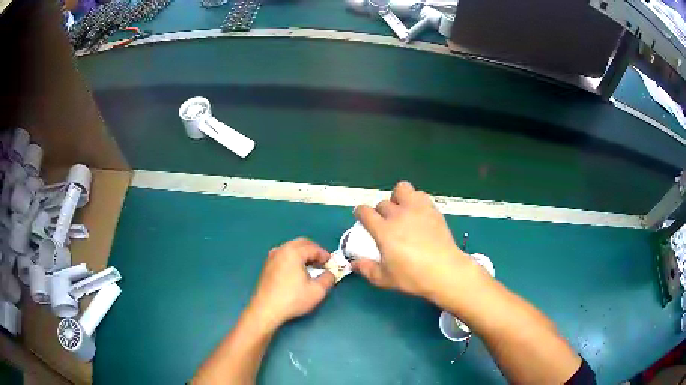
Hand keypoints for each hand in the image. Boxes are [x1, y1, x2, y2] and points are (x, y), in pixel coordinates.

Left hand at [248, 238, 335, 329]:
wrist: (266, 309)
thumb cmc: (292, 299)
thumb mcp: (317, 291)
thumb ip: (328, 278)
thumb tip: (330, 273)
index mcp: (293, 252)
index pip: (314, 248)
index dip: (325, 255)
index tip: (332, 264)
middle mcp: (281, 250)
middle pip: (301, 243)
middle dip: (314, 251)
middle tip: (323, 263)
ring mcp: (272, 257)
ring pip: (291, 248)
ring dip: (303, 253)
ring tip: (311, 267)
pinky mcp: (267, 265)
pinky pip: (284, 255)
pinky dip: (293, 258)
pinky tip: (297, 271)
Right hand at [352, 182, 476, 300]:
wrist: (445, 271)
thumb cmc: (413, 277)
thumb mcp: (385, 279)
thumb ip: (366, 269)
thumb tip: (353, 263)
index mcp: (383, 230)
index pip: (364, 211)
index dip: (360, 213)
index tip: (362, 218)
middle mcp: (397, 214)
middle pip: (382, 203)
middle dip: (380, 212)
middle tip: (386, 224)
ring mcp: (416, 209)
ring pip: (401, 189)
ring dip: (397, 198)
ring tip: (402, 210)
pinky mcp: (432, 209)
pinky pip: (420, 194)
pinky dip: (416, 200)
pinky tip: (418, 213)